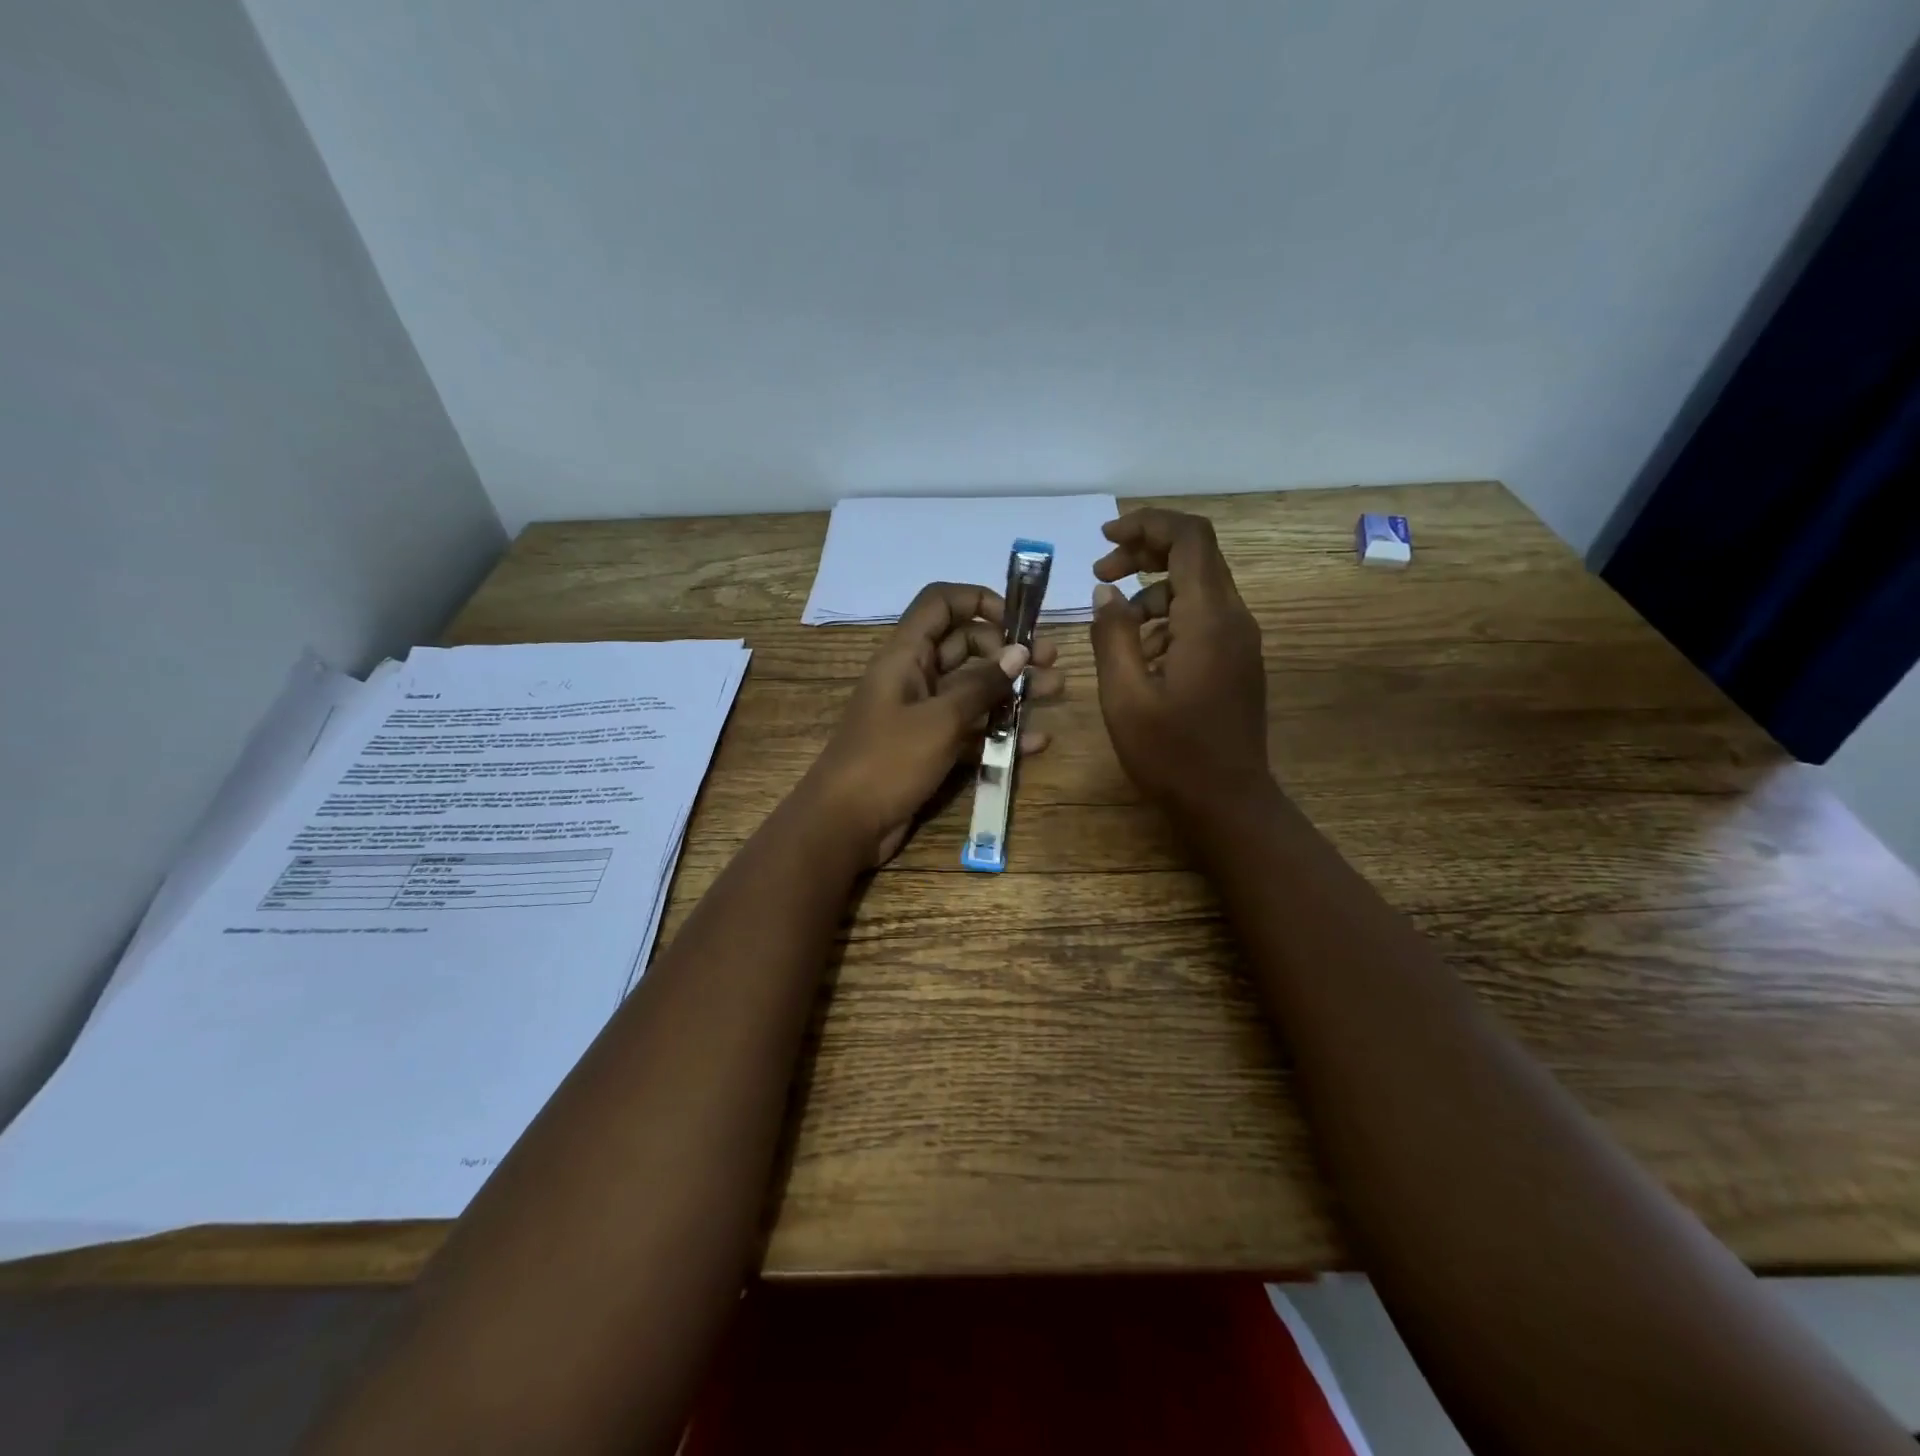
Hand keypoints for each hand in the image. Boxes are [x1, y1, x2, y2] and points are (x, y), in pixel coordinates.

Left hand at [802, 583, 1062, 864]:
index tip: (1017, 622)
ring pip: (973, 690)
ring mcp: (922, 714)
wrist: (844, 825)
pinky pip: (970, 730)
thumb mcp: (939, 720)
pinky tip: (1037, 741)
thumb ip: (981, 685)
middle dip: (1008, 651)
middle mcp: (915, 677)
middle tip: (1051, 663)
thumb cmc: (887, 762)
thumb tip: (1019, 652)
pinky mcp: (930, 748)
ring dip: (1012, 689)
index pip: (940, 603)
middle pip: (965, 646)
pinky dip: (1000, 732)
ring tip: (1056, 692)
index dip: (979, 601)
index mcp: (906, 656)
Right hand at [1088, 509, 1269, 817]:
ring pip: (1197, 587)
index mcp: (1208, 620)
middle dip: (1144, 553)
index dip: (1147, 524)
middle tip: (1100, 575)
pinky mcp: (1236, 660)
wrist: (1227, 802)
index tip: (1105, 539)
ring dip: (1151, 591)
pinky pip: (1202, 618)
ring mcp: (1240, 640)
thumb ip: (1113, 635)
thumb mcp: (1125, 695)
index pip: (1189, 538)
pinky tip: (1139, 653)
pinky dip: (1167, 618)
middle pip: (1195, 555)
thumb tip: (1107, 593)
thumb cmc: (1171, 754)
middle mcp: (1233, 619)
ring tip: (1112, 623)